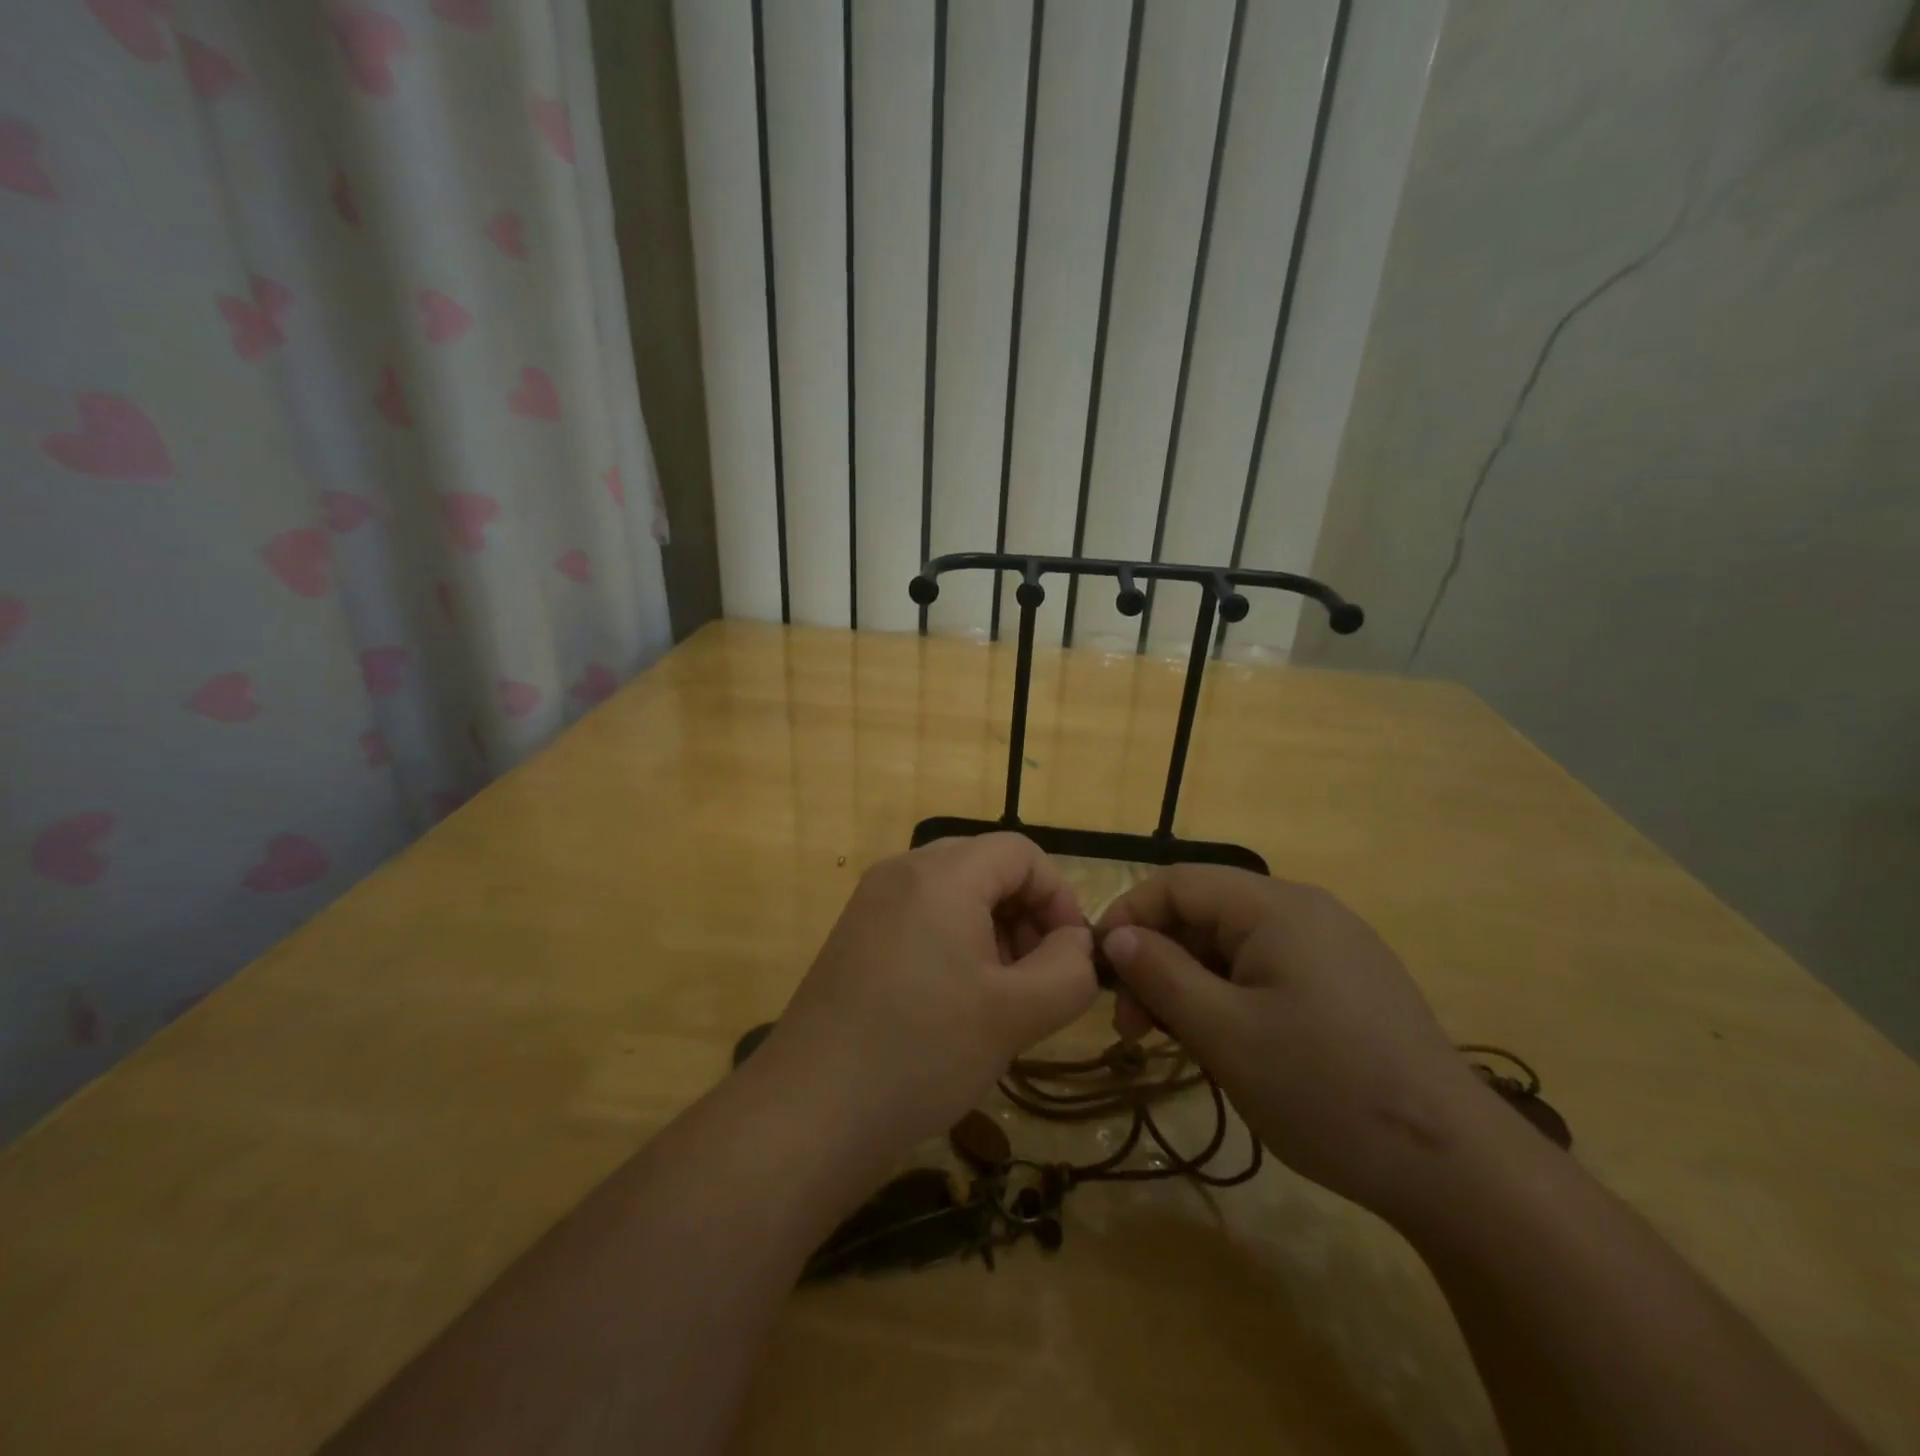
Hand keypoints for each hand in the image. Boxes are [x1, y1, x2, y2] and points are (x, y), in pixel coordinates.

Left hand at [766, 834, 1097, 1154]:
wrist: (810, 1112)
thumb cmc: (923, 1052)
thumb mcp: (1016, 1013)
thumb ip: (1068, 969)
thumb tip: (1077, 944)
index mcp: (941, 874)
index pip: (1021, 853)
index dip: (1058, 896)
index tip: (1070, 955)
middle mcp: (902, 871)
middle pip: (986, 867)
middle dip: (1025, 915)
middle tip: (1036, 979)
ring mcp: (872, 904)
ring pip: (954, 894)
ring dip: (992, 932)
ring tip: (1000, 997)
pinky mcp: (855, 937)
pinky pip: (921, 918)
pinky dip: (955, 944)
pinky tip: (957, 1004)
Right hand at [1097, 866, 1493, 1218]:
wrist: (1455, 1167)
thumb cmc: (1324, 1089)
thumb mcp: (1224, 1034)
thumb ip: (1161, 975)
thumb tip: (1116, 936)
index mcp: (1276, 907)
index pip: (1177, 884)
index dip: (1128, 917)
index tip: (1100, 972)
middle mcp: (1305, 910)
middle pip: (1205, 914)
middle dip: (1158, 961)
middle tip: (1135, 1028)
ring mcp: (1333, 946)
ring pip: (1234, 945)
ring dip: (1191, 983)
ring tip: (1175, 1042)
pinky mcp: (1348, 982)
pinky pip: (1268, 969)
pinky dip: (1230, 995)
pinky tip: (1227, 1043)